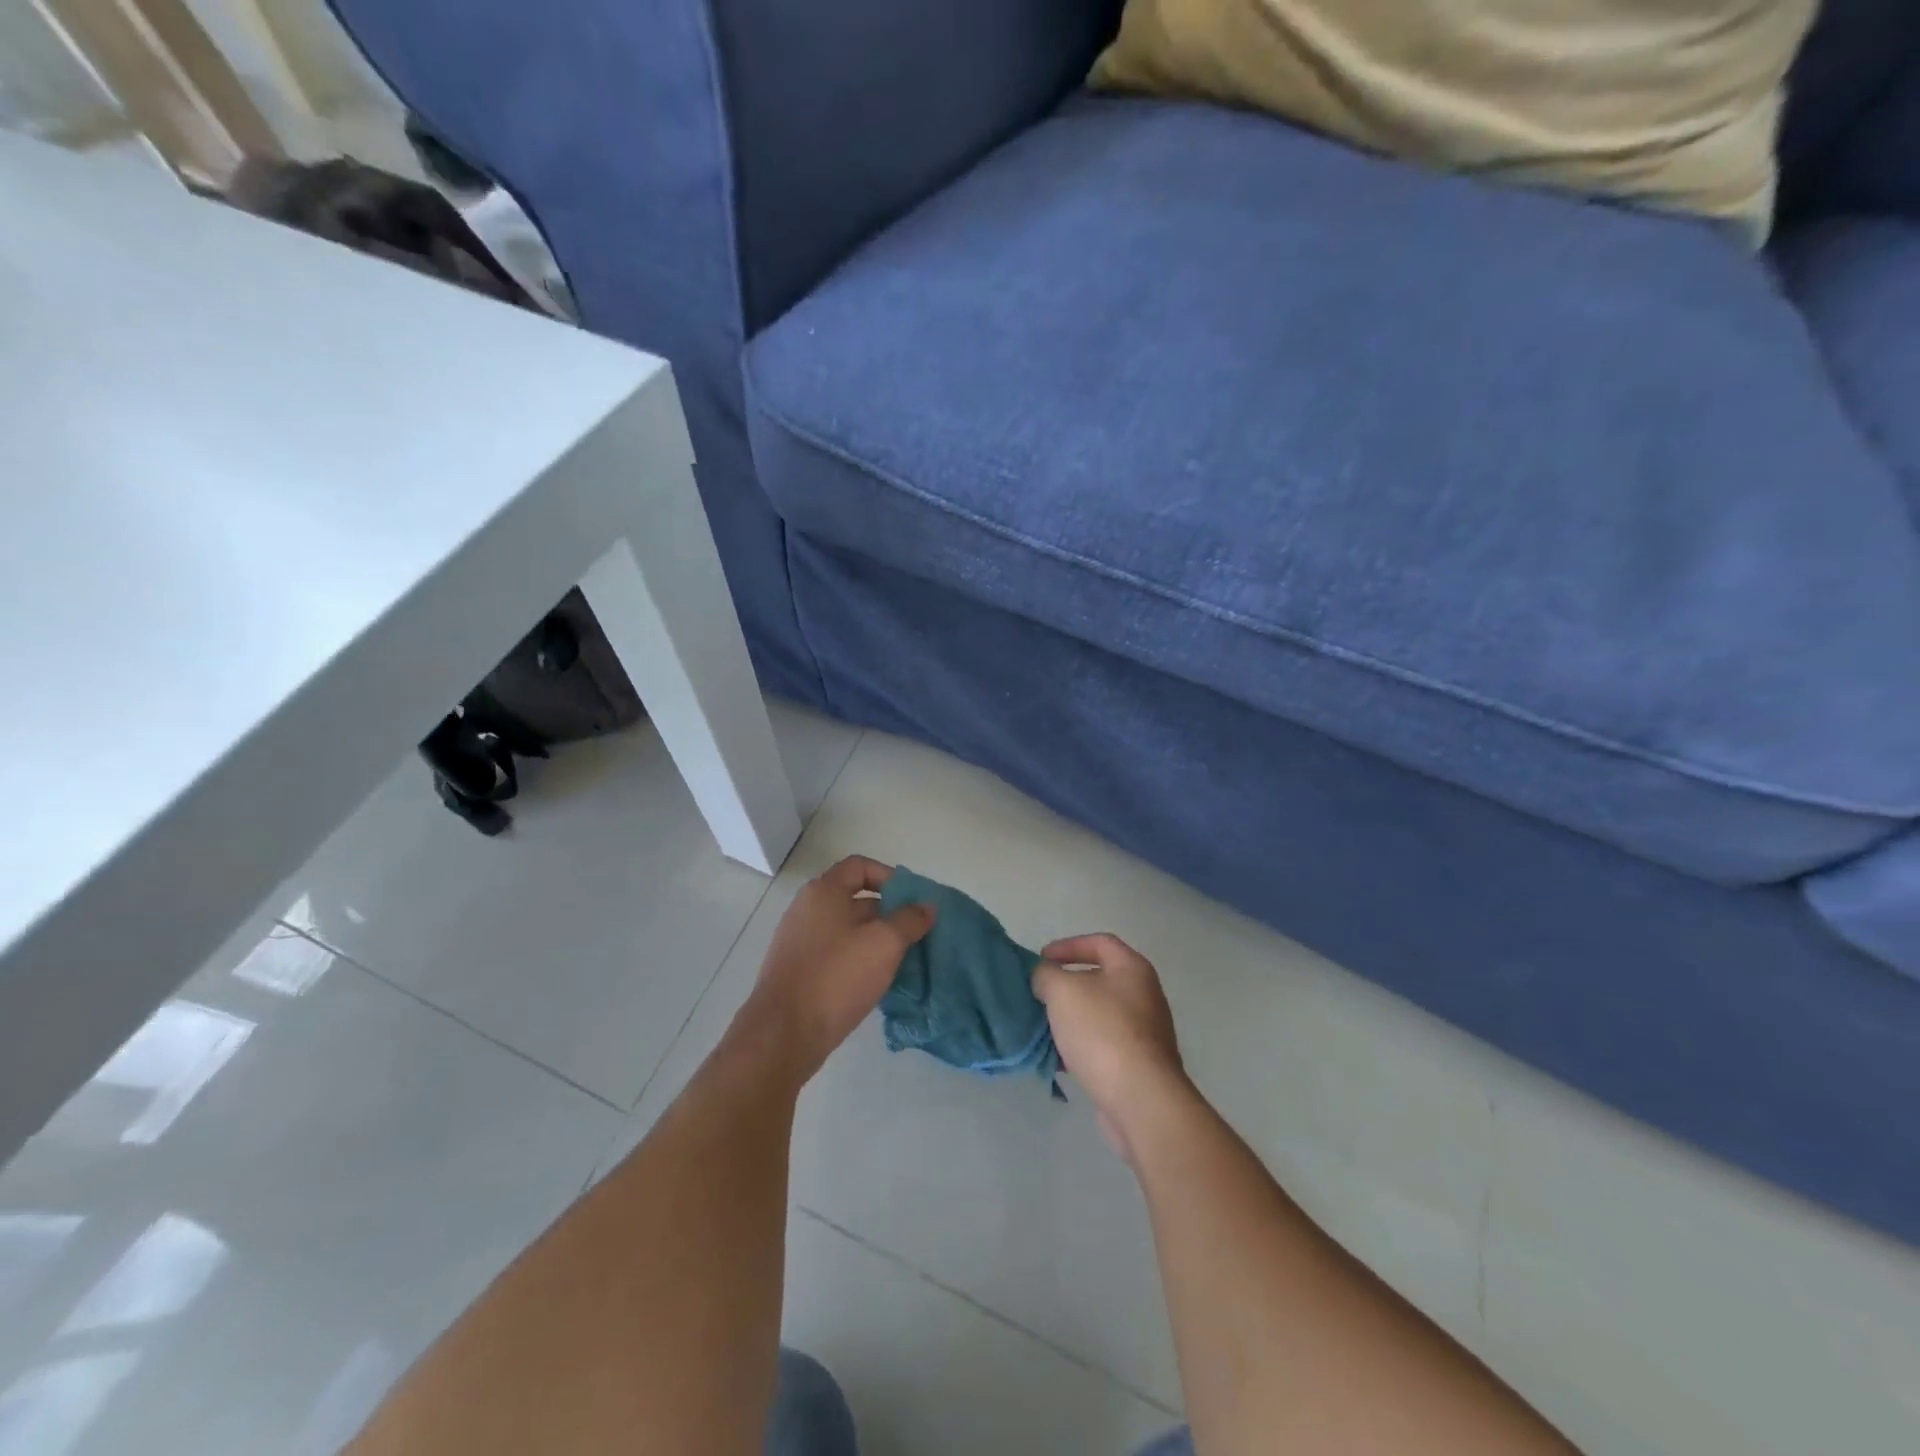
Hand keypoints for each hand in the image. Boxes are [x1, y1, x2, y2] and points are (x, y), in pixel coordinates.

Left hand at [730, 856, 934, 1086]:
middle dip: (888, 913)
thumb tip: (927, 906)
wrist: (784, 1033)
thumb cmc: (837, 976)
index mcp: (824, 891)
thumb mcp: (884, 943)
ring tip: (902, 959)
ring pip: (846, 929)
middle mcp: (807, 908)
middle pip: (854, 898)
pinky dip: (857, 959)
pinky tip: (876, 981)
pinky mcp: (797, 969)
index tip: (912, 901)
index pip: (860, 866)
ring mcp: (798, 940)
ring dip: (875, 939)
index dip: (890, 877)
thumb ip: (910, 920)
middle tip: (915, 934)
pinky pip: (834, 953)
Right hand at [1032, 934, 1186, 1161]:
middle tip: (1038, 994)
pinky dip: (1079, 1047)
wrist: (1140, 1099)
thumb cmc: (1102, 1032)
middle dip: (1065, 985)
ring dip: (1069, 1019)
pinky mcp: (1137, 1065)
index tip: (1042, 959)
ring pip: (1097, 1015)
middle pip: (1099, 979)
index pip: (1100, 942)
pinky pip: (1102, 1045)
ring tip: (1041, 1028)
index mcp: (1132, 969)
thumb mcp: (1063, 991)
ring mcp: (1144, 1033)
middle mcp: (1144, 996)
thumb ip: (1046, 975)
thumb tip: (1043, 977)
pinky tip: (1057, 1059)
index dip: (1068, 945)